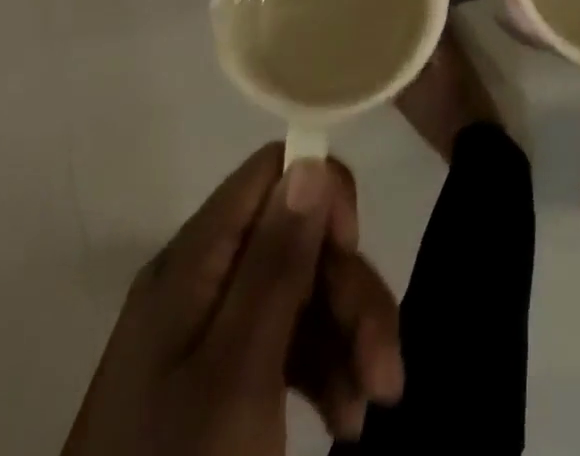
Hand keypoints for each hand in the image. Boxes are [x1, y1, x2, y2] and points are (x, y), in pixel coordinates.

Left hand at [64, 145, 403, 455]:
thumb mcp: (237, 375)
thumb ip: (275, 262)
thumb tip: (310, 158)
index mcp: (194, 262)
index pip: (272, 172)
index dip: (323, 194)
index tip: (352, 252)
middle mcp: (203, 280)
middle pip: (299, 238)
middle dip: (351, 290)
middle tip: (385, 369)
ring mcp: (211, 331)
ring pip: (305, 290)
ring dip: (350, 337)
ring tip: (374, 406)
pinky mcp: (223, 378)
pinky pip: (290, 341)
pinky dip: (327, 369)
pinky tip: (346, 420)